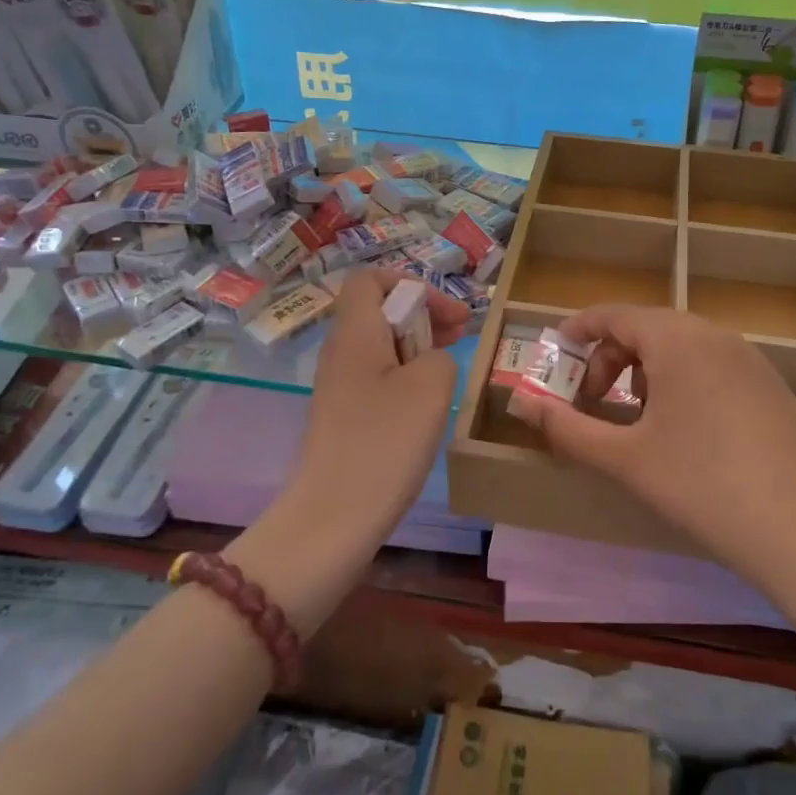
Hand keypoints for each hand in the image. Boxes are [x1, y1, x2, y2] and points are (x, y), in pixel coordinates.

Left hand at [289, 268, 463, 531]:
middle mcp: (340, 351)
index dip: (411, 284)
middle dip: (422, 315)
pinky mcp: (343, 415)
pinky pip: (376, 376)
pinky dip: (404, 375)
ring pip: (380, 344)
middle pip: (378, 310)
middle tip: (460, 335)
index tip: (447, 314)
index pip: (370, 279)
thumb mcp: (431, 385)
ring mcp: (338, 385)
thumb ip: (440, 354)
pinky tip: (427, 401)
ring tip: (450, 364)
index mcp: (355, 332)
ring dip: (417, 345)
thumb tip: (430, 360)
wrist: (335, 515)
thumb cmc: (385, 441)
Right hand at [533, 306, 795, 589]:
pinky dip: (684, 379)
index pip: (616, 315)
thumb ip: (567, 427)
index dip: (581, 328)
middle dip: (612, 355)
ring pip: (684, 345)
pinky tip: (687, 428)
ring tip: (638, 415)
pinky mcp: (772, 386)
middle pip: (650, 327)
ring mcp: (751, 359)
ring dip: (648, 368)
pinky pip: (714, 364)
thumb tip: (521, 404)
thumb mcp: (623, 458)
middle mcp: (716, 335)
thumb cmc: (698, 485)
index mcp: (677, 340)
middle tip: (592, 397)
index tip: (557, 348)